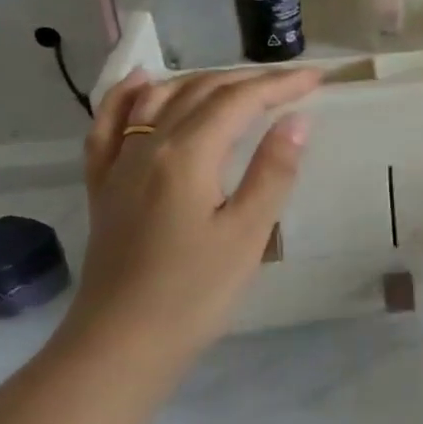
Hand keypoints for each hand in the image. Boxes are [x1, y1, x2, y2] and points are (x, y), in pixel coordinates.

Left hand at [55, 66, 321, 370]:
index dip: (280, 84)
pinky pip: (109, 125)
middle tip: (293, 83)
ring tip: (240, 82)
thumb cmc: (195, 292)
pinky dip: (127, 96)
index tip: (318, 79)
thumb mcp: (248, 233)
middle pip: (200, 92)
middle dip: (250, 80)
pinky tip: (143, 83)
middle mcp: (147, 147)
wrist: (121, 344)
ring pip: (159, 100)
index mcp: (186, 155)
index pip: (239, 101)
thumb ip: (273, 171)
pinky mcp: (104, 187)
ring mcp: (119, 165)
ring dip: (203, 81)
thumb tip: (297, 120)